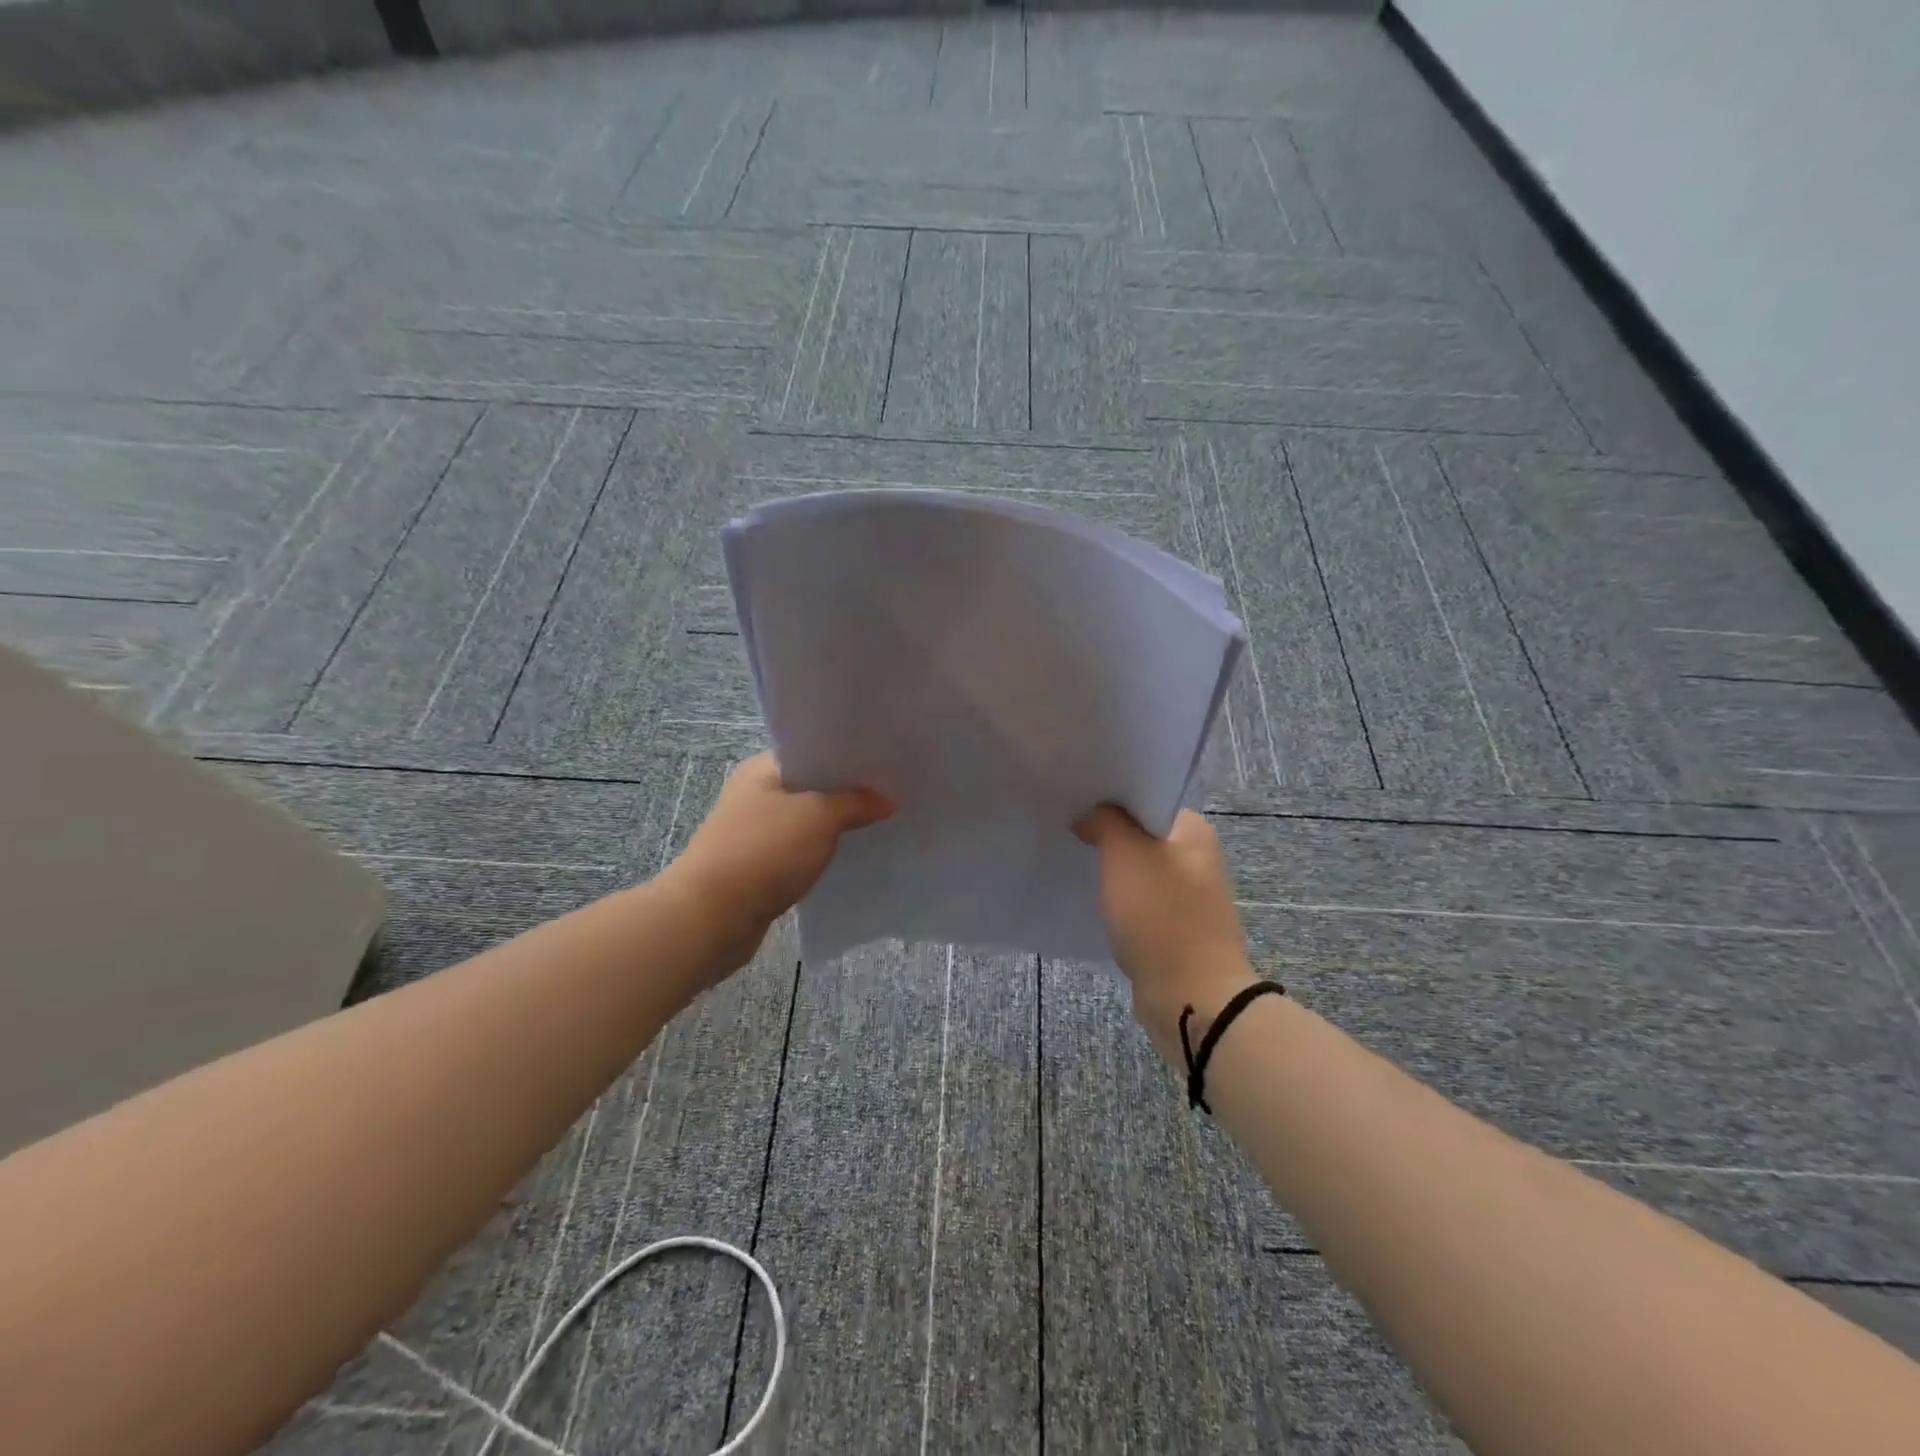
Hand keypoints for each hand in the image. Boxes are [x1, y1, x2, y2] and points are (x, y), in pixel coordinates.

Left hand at [659, 754, 891, 977]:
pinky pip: (800, 852)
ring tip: (881, 825)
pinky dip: (823, 853)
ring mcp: (755, 832)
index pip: (813, 752)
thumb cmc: (764, 852)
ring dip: (837, 826)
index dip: (849, 757)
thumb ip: (855, 803)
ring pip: (807, 822)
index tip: (886, 763)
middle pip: (813, 787)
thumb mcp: (819, 818)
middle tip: (893, 794)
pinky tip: (851, 858)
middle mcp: (756, 795)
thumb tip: (886, 800)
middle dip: (849, 793)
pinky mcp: (759, 867)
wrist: (712, 917)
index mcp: (764, 770)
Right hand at [1074, 806, 1257, 1062]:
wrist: (1190, 995)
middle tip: (1069, 829)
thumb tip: (1092, 816)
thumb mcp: (1125, 853)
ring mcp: (1189, 896)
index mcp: (1194, 831)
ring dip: (1112, 869)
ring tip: (1075, 861)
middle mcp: (1198, 858)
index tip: (1077, 801)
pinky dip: (1118, 900)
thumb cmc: (1159, 914)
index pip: (1147, 798)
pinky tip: (1093, 900)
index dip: (1111, 798)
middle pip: (1142, 834)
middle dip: (1107, 833)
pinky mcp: (1177, 928)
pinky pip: (1140, 902)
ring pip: (1139, 870)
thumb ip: (1105, 821)